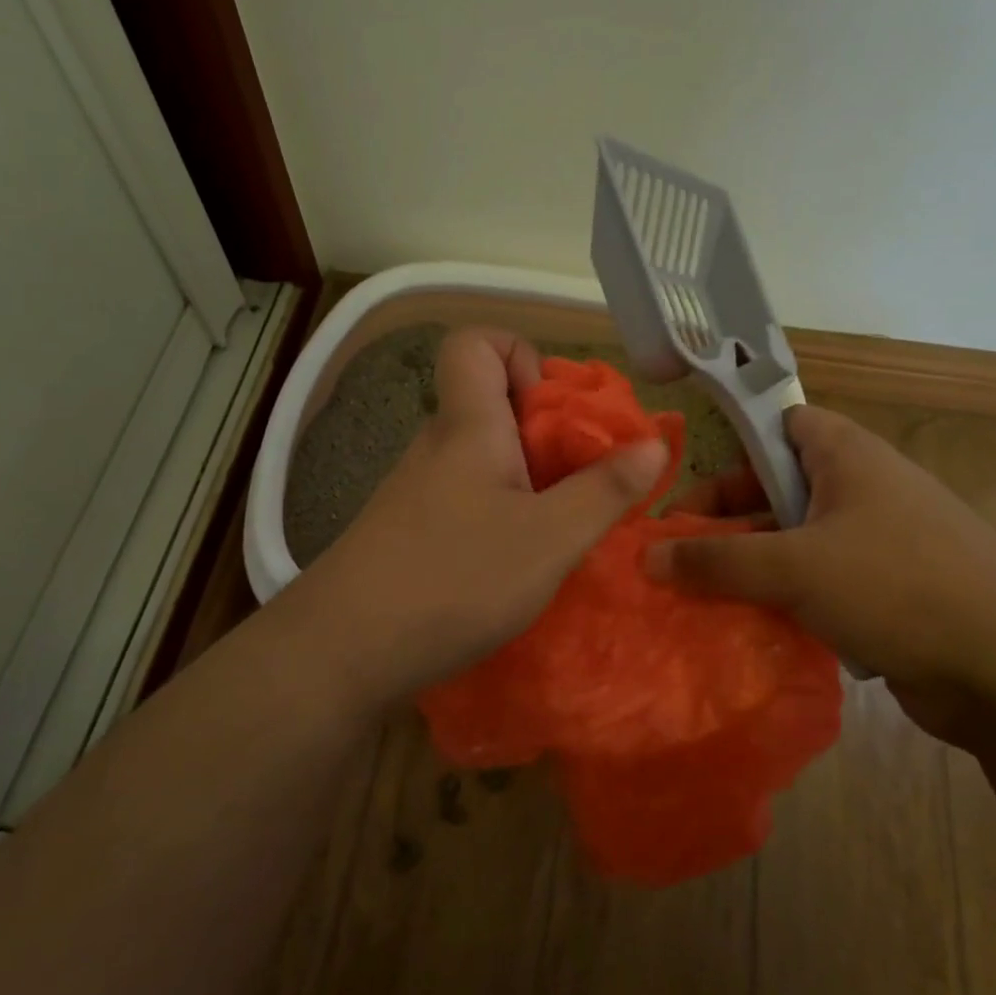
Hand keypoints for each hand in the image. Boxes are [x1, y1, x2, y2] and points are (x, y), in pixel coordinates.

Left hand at [284, 327, 667, 704]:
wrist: (344, 652)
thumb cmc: (456, 580)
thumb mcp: (550, 538)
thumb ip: (605, 490)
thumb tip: (651, 443)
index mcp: (468, 426)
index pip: (475, 342)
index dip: (521, 355)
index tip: (556, 412)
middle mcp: (437, 447)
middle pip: (490, 405)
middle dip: (546, 433)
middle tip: (581, 485)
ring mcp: (417, 492)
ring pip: (481, 459)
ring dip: (528, 482)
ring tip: (557, 533)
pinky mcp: (408, 532)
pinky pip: (466, 500)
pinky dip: (500, 516)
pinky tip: (514, 566)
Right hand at [646, 405, 995, 707]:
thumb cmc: (896, 585)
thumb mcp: (793, 566)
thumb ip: (715, 560)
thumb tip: (647, 556)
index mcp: (845, 456)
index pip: (775, 427)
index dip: (728, 450)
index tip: (683, 493)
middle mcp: (860, 490)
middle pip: (775, 491)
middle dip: (724, 524)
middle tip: (674, 559)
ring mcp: (874, 544)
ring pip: (792, 545)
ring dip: (748, 570)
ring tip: (695, 601)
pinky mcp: (883, 594)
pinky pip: (814, 586)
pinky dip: (780, 602)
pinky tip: (744, 630)